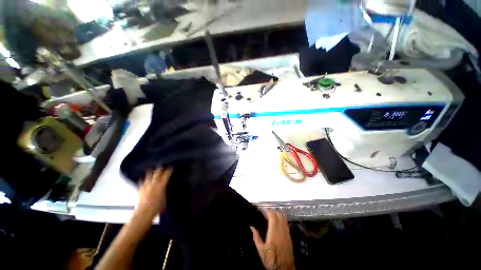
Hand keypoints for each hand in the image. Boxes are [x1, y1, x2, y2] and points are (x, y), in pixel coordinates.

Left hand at [136, 167, 172, 218]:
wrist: (144, 212)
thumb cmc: (157, 207)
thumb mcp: (165, 199)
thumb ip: (164, 192)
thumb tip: (164, 190)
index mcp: (162, 185)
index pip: (167, 174)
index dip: (169, 170)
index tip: (171, 167)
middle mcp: (154, 183)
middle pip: (157, 172)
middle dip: (160, 169)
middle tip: (162, 167)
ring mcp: (146, 185)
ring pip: (148, 175)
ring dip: (151, 171)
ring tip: (152, 169)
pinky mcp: (140, 189)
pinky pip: (141, 181)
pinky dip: (143, 179)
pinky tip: (143, 178)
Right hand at [250, 211, 294, 269]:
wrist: (284, 269)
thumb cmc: (271, 260)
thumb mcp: (261, 251)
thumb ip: (256, 237)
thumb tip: (251, 227)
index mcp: (274, 234)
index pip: (273, 217)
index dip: (268, 211)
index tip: (263, 209)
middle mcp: (281, 231)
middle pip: (279, 215)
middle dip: (273, 211)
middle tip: (267, 212)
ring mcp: (286, 233)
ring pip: (284, 218)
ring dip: (278, 214)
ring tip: (271, 215)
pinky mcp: (289, 236)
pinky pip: (286, 223)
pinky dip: (282, 218)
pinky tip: (277, 221)